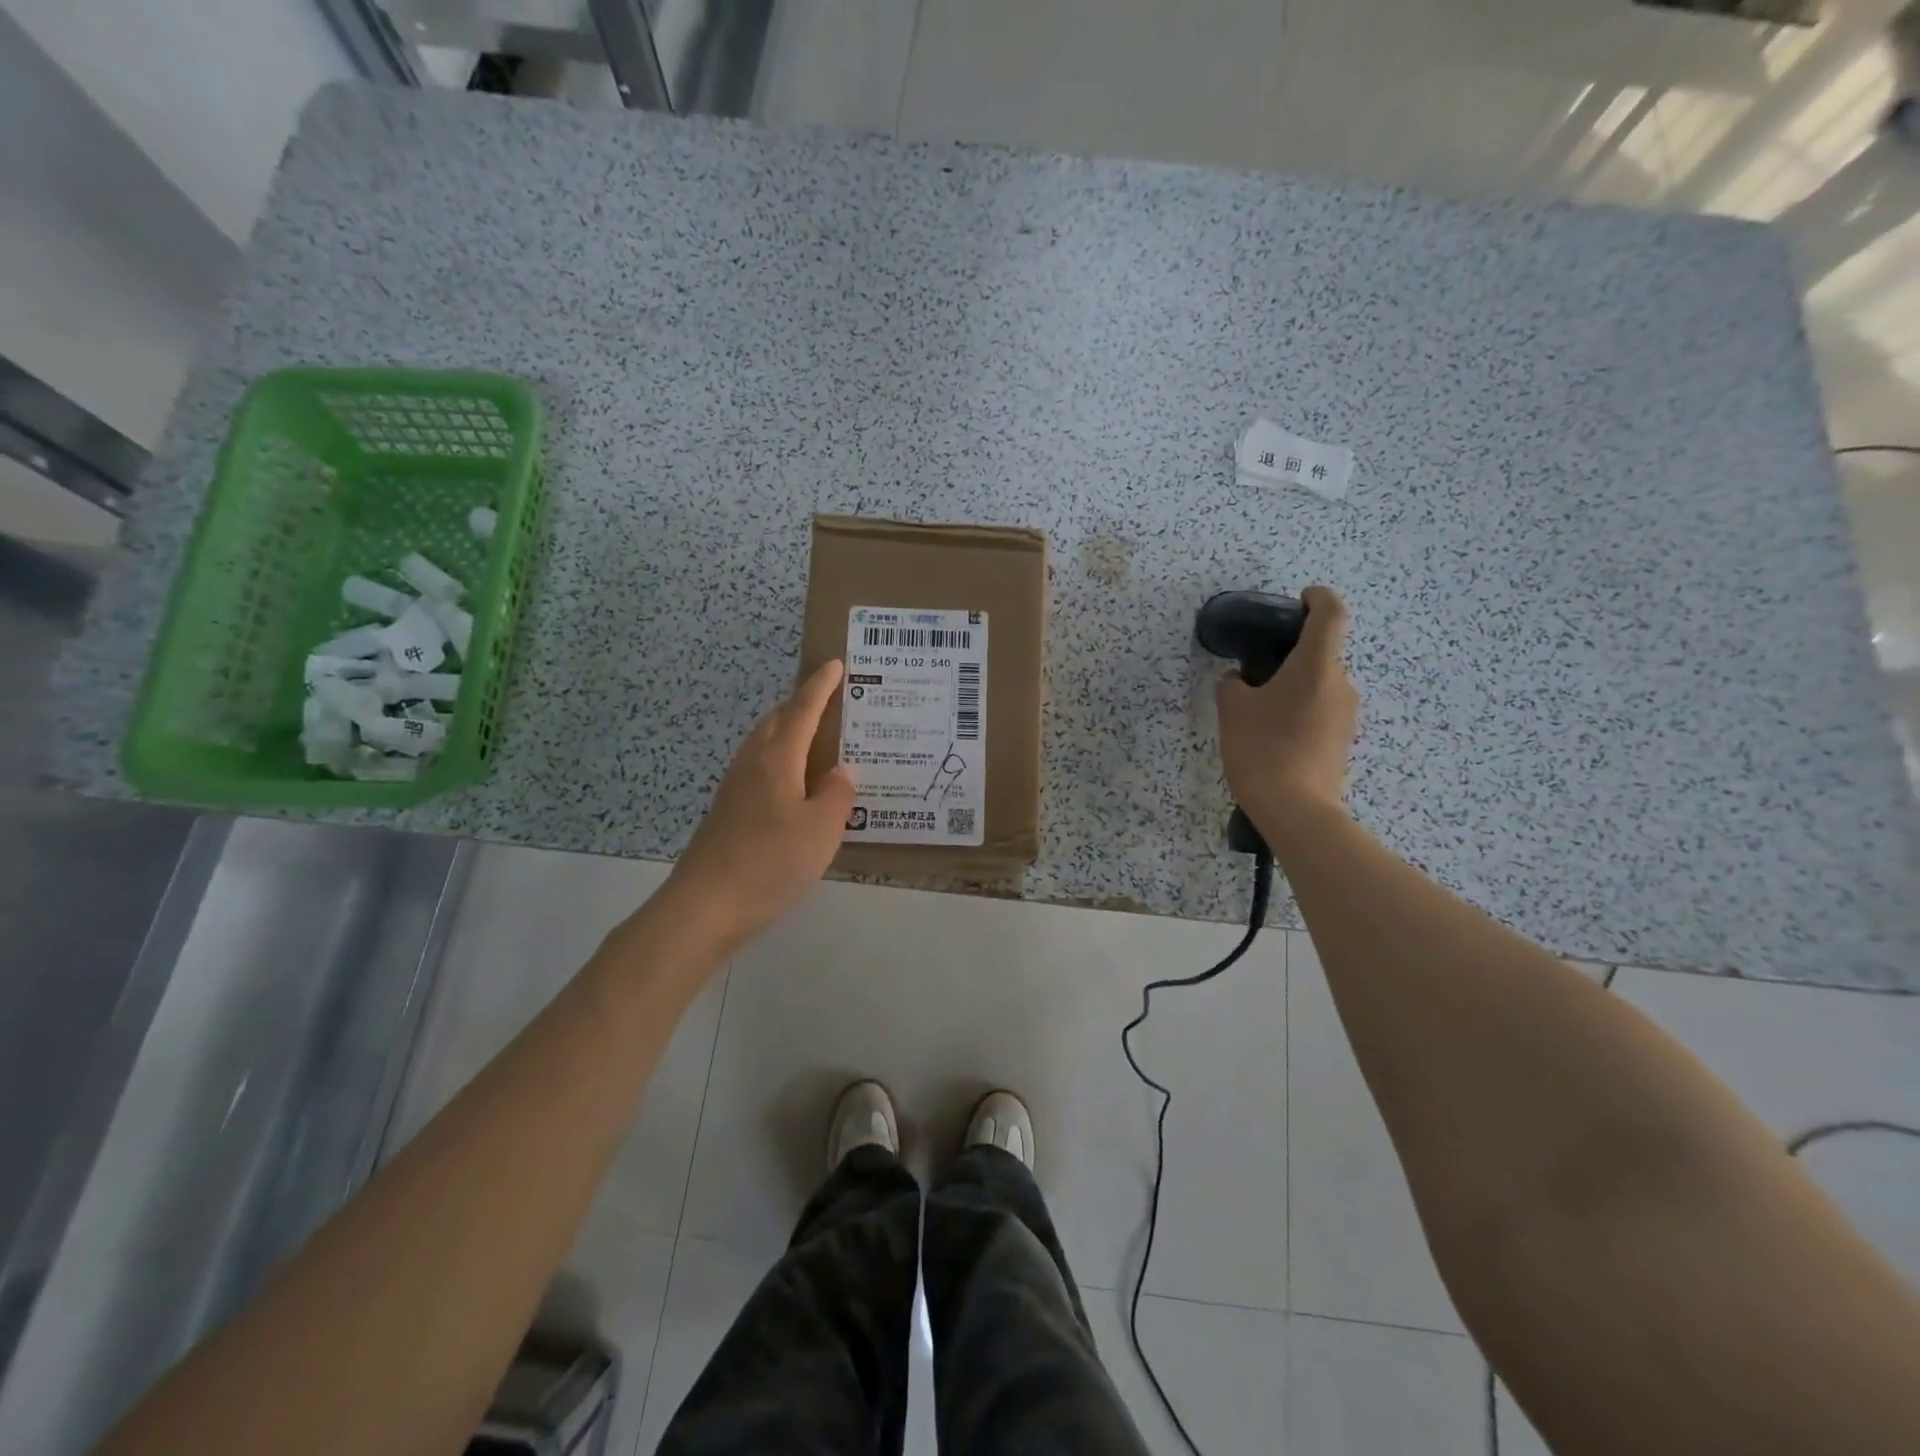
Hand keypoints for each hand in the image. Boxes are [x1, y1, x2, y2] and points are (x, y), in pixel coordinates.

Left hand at [664, 660, 855, 950]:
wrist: (705, 906)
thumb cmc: (770, 862)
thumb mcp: (821, 830)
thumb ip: (837, 795)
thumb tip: (840, 772)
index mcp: (776, 760)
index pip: (802, 711)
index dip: (819, 687)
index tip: (833, 663)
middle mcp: (752, 765)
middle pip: (776, 722)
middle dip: (801, 705)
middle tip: (830, 702)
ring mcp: (734, 789)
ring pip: (764, 745)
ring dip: (788, 733)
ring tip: (816, 741)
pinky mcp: (727, 812)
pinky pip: (759, 770)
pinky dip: (780, 762)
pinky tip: (794, 787)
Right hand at [1215, 585, 1360, 834]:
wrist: (1296, 810)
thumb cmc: (1263, 749)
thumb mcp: (1233, 710)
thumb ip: (1233, 685)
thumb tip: (1240, 681)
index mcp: (1316, 666)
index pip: (1330, 614)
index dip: (1318, 598)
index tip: (1300, 600)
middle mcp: (1340, 684)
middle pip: (1322, 654)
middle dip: (1292, 655)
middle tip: (1256, 671)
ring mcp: (1347, 715)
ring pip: (1320, 685)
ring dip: (1295, 686)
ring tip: (1259, 709)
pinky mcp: (1343, 741)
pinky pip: (1321, 711)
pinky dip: (1301, 710)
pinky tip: (1274, 734)